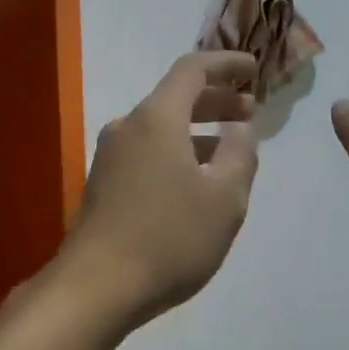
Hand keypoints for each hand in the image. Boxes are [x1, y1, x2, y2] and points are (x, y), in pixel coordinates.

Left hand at [60, 52, 259, 333]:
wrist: (95, 285)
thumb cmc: (168, 237)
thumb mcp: (224, 199)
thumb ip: (240, 155)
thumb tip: (240, 129)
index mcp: (156, 118)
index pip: (192, 69)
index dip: (225, 63)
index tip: (253, 68)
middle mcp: (128, 126)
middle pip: (175, 98)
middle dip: (215, 100)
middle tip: (249, 111)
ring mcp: (110, 155)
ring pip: (160, 127)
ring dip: (196, 130)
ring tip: (229, 149)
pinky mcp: (103, 182)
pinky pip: (147, 151)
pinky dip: (176, 151)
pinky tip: (194, 179)